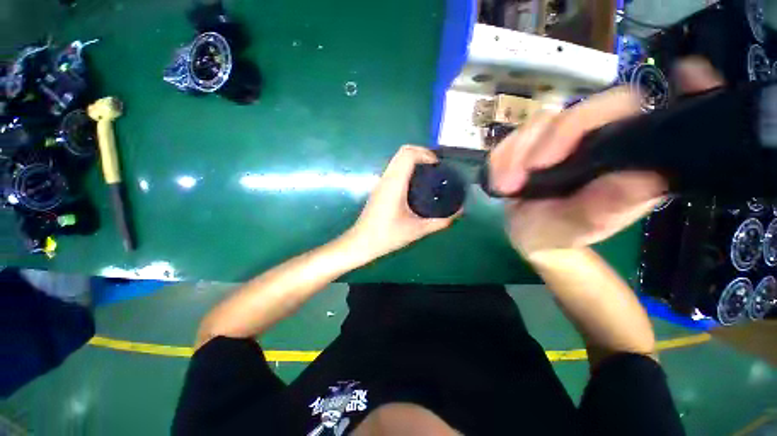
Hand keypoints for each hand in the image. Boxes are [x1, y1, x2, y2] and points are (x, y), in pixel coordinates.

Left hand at [348, 145, 460, 260]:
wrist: (361, 243)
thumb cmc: (387, 236)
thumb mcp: (417, 230)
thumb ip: (440, 221)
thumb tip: (458, 212)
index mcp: (395, 183)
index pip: (408, 154)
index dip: (426, 154)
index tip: (438, 167)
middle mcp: (386, 178)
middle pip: (403, 151)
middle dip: (422, 154)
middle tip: (437, 169)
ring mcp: (380, 182)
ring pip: (397, 159)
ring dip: (414, 160)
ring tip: (429, 175)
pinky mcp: (379, 188)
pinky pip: (394, 169)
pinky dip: (407, 168)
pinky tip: (416, 185)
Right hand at [489, 58, 723, 256]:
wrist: (530, 235)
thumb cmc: (560, 234)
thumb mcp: (581, 227)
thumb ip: (605, 207)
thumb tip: (644, 178)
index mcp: (626, 157)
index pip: (638, 111)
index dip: (652, 94)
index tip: (681, 75)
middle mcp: (597, 139)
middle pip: (581, 111)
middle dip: (550, 140)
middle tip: (527, 174)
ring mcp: (560, 140)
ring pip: (539, 122)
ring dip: (516, 153)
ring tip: (507, 186)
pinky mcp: (531, 145)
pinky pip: (512, 138)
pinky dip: (501, 157)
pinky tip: (500, 179)